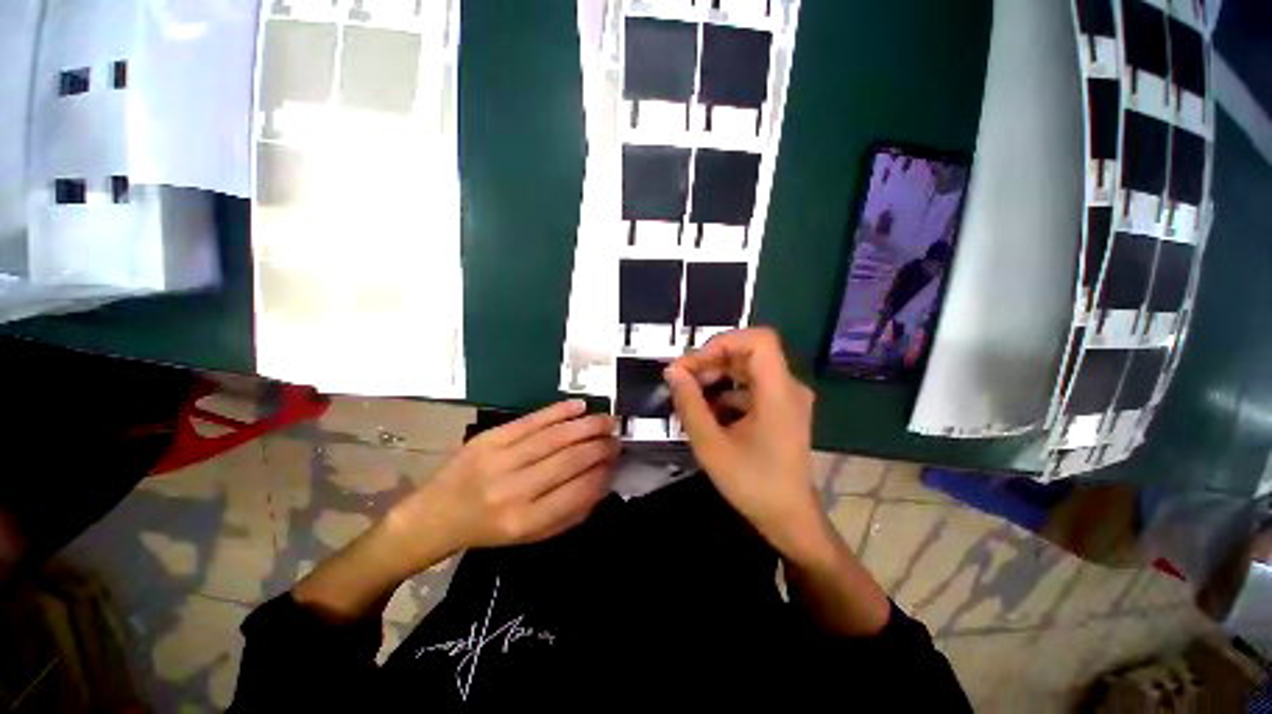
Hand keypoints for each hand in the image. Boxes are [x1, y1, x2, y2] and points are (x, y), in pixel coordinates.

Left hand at [385, 400, 618, 568]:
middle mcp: (513, 490)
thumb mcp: (531, 537)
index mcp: (524, 522)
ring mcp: (499, 459)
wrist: (435, 515)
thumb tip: (603, 481)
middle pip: (569, 459)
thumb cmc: (489, 530)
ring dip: (587, 425)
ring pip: (555, 436)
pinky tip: (580, 406)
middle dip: (601, 445)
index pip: (577, 491)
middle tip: (617, 437)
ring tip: (608, 419)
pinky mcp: (489, 438)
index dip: (603, 472)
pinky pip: (532, 420)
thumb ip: (570, 513)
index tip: (617, 461)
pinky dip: (559, 411)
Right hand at [664, 328, 820, 555]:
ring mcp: (786, 397)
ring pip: (746, 369)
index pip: (759, 340)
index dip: (724, 342)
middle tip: (681, 380)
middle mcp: (788, 387)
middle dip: (711, 361)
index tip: (695, 363)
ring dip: (716, 377)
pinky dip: (726, 392)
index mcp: (778, 392)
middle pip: (748, 353)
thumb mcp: (711, 445)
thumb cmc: (752, 483)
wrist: (788, 518)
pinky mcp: (780, 407)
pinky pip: (750, 386)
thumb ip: (689, 404)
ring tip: (689, 397)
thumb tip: (672, 371)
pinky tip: (706, 412)